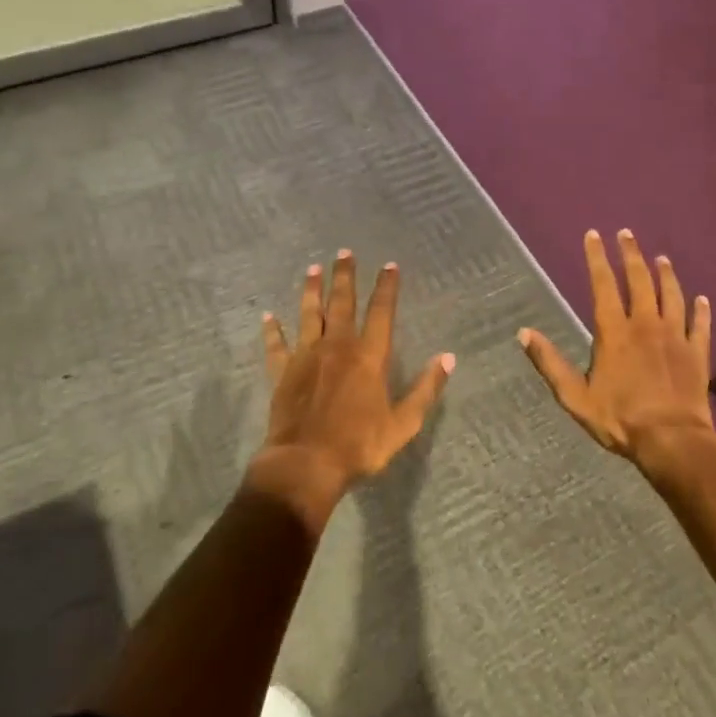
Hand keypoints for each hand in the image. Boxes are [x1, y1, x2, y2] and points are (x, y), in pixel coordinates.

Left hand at [258, 250, 454, 502]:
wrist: (306, 463)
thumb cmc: (359, 445)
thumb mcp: (403, 423)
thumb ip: (425, 389)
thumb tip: (448, 358)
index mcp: (369, 356)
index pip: (381, 312)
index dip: (387, 287)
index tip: (390, 265)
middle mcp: (338, 346)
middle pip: (342, 302)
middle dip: (345, 276)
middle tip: (344, 252)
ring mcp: (307, 356)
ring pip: (309, 314)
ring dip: (311, 290)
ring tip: (312, 269)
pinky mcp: (282, 372)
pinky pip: (276, 345)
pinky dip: (272, 330)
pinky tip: (268, 316)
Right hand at [519, 229, 715, 464]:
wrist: (672, 441)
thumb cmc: (620, 419)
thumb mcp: (575, 396)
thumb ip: (550, 363)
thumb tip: (524, 333)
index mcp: (614, 332)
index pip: (603, 285)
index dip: (597, 258)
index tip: (594, 235)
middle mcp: (645, 324)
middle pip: (640, 281)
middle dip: (631, 255)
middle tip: (627, 234)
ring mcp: (675, 336)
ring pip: (672, 295)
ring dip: (666, 274)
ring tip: (662, 258)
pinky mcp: (697, 353)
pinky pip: (700, 324)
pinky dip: (701, 310)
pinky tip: (703, 299)